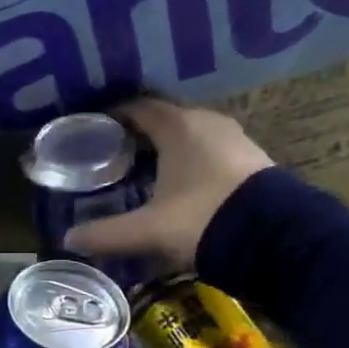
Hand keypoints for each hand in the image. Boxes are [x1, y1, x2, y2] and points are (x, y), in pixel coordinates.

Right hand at [64, 98, 273, 270]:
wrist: (279, 239)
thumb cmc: (204, 220)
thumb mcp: (149, 230)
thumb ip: (107, 233)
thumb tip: (68, 239)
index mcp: (178, 127)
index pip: (138, 108)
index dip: (114, 116)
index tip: (94, 128)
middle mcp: (207, 123)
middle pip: (164, 120)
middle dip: (138, 134)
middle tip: (113, 153)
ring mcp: (234, 139)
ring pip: (190, 135)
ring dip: (167, 148)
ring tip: (144, 170)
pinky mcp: (252, 160)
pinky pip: (210, 150)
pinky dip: (190, 160)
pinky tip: (181, 184)